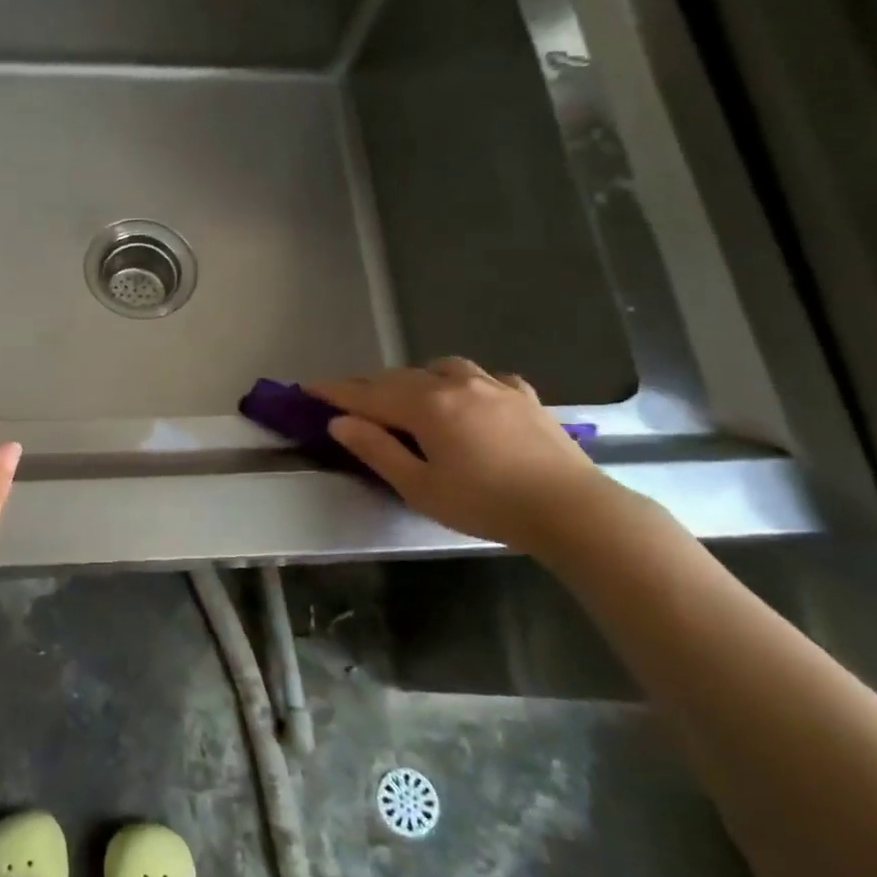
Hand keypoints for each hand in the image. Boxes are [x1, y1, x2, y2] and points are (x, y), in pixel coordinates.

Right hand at [308, 359, 607, 550]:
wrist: (571, 508)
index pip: (367, 394)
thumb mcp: (420, 486)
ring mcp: (495, 386)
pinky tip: (468, 397)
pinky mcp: (524, 397)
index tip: (306, 387)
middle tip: (346, 397)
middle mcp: (456, 385)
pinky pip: (485, 377)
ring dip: (415, 377)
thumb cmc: (485, 503)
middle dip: (368, 385)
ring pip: (443, 368)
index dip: (334, 391)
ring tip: (407, 395)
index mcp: (426, 406)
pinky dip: (463, 382)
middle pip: (400, 377)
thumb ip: (377, 450)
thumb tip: (340, 423)